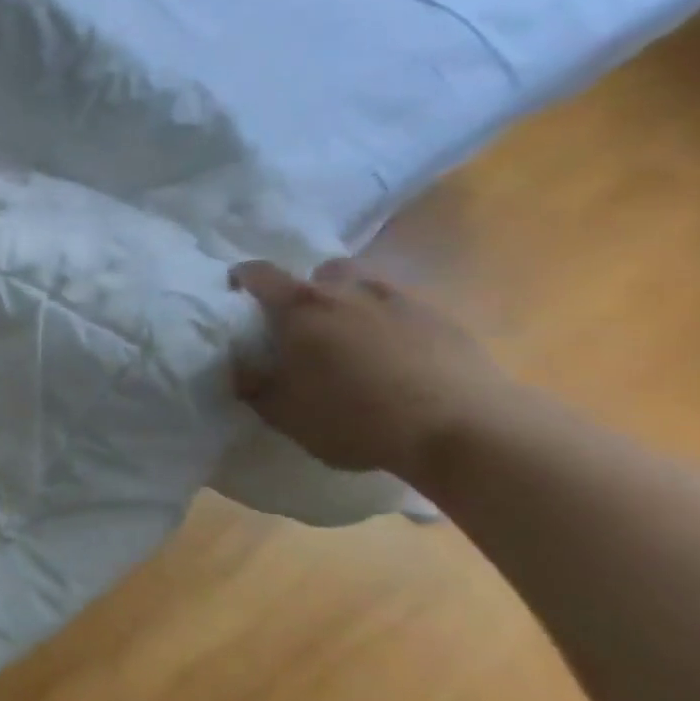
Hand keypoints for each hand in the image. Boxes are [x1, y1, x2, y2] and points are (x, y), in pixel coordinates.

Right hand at [231, 258, 511, 480]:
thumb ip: (254, 386)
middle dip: (311, 289)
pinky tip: (399, 359)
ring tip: (355, 338)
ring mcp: (402, 301)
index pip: (260, 274)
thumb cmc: (355, 417)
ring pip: (369, 286)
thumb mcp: (284, 414)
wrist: (463, 429)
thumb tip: (240, 368)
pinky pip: (408, 312)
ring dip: (356, 303)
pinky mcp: (445, 321)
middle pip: (323, 271)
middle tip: (307, 322)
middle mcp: (347, 291)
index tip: (236, 292)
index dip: (243, 278)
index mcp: (300, 307)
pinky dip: (395, 326)